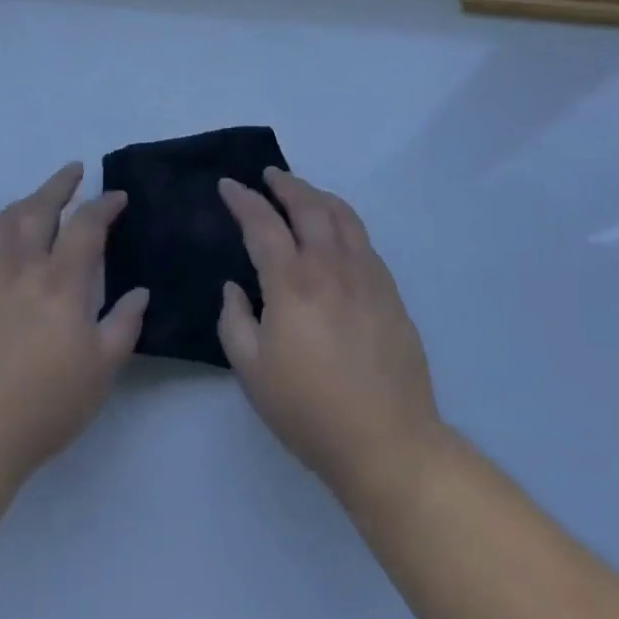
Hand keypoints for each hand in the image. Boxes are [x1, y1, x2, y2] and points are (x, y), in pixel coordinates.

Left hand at [0, 164, 148, 490]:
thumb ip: (124, 325)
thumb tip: (139, 292)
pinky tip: (5, 242)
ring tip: (40, 199)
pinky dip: (2, 230)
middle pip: (40, 207)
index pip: (86, 225)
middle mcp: (21, 266)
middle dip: (60, 184)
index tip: (117, 197)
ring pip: (6, 220)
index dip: (104, 205)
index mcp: (61, 281)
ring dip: (28, 201)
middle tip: (75, 171)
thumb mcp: (100, 371)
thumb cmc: (43, 406)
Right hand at [217, 169, 442, 508]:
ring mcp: (366, 275)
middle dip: (285, 184)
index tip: (228, 185)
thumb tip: (236, 288)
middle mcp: (330, 266)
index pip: (263, 223)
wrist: (388, 442)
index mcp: (292, 281)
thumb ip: (234, 321)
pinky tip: (337, 234)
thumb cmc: (309, 410)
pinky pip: (364, 241)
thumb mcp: (251, 371)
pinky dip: (344, 223)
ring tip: (303, 193)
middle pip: (308, 206)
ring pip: (343, 216)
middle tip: (269, 176)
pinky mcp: (390, 292)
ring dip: (318, 196)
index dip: (243, 199)